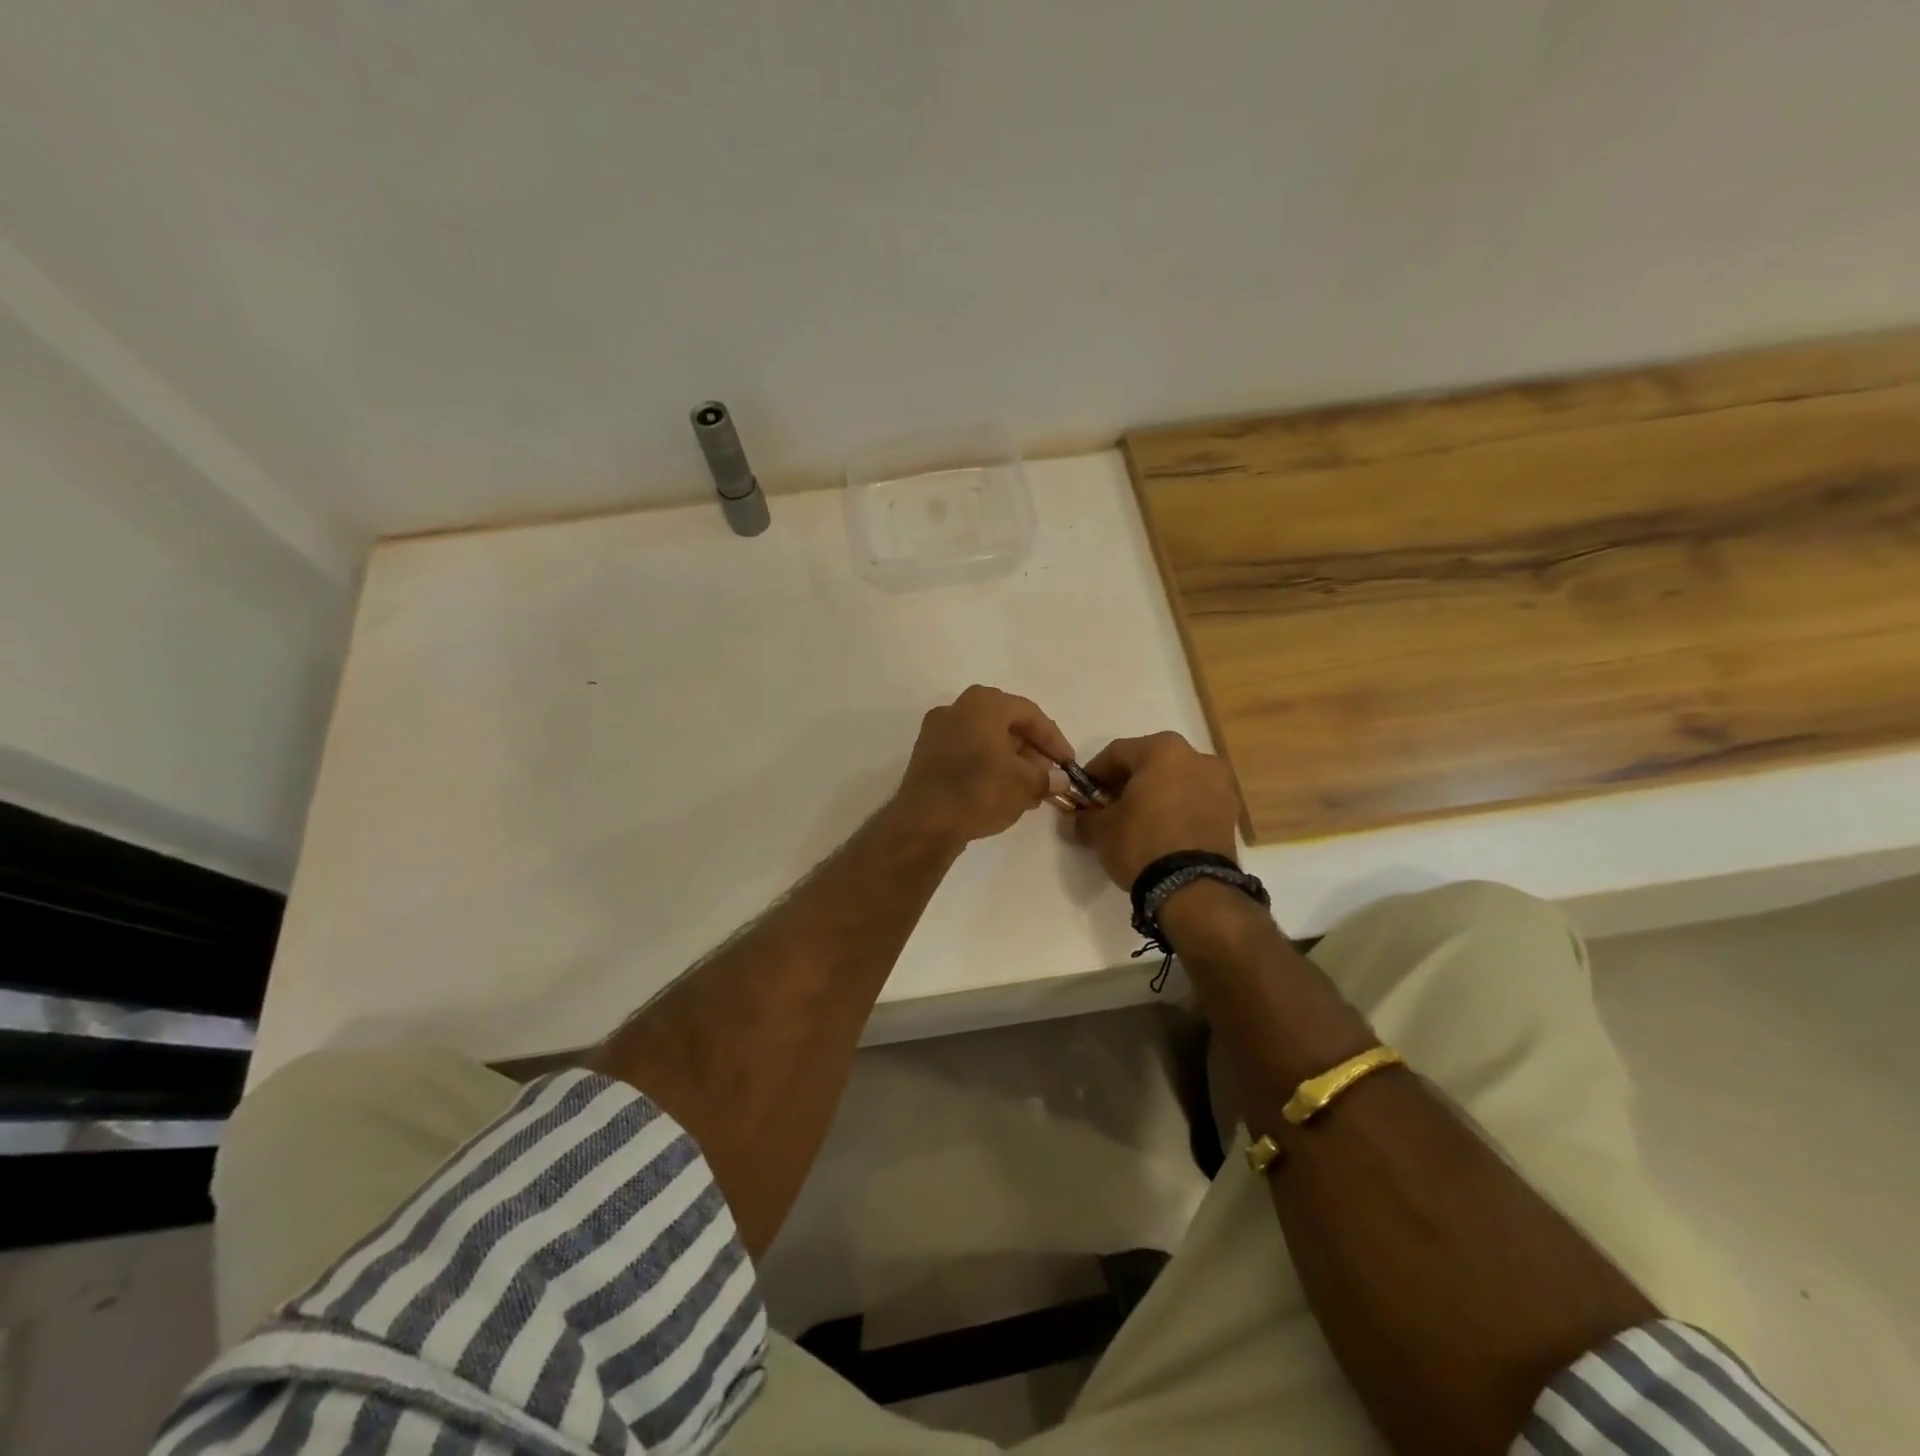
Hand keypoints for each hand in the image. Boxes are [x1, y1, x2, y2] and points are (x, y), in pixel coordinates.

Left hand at [894, 686, 1074, 845]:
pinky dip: (987, 766)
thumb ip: (1047, 777)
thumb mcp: (1025, 784)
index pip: (1029, 714)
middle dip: (1031, 750)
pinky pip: (966, 752)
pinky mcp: (926, 755)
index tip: (1068, 764)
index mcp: (983, 704)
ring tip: (1028, 788)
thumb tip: (1059, 779)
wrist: (924, 823)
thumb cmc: (980, 791)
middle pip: (1005, 724)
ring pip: (985, 739)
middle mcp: (956, 708)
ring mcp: (936, 731)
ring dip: (1010, 760)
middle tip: (1047, 775)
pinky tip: (1001, 791)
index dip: (1054, 740)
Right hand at [1072, 732, 1240, 888]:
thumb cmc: (1141, 843)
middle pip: (1149, 764)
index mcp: (1163, 749)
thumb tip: (1076, 818)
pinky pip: (1194, 802)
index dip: (1094, 774)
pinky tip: (1160, 832)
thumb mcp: (1101, 829)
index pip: (1117, 753)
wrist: (1193, 889)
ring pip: (1175, 782)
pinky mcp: (1230, 813)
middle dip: (1126, 783)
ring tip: (1136, 823)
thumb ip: (1084, 816)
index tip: (1082, 795)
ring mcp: (1220, 784)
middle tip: (1108, 808)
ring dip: (1153, 796)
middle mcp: (1197, 757)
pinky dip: (1175, 810)